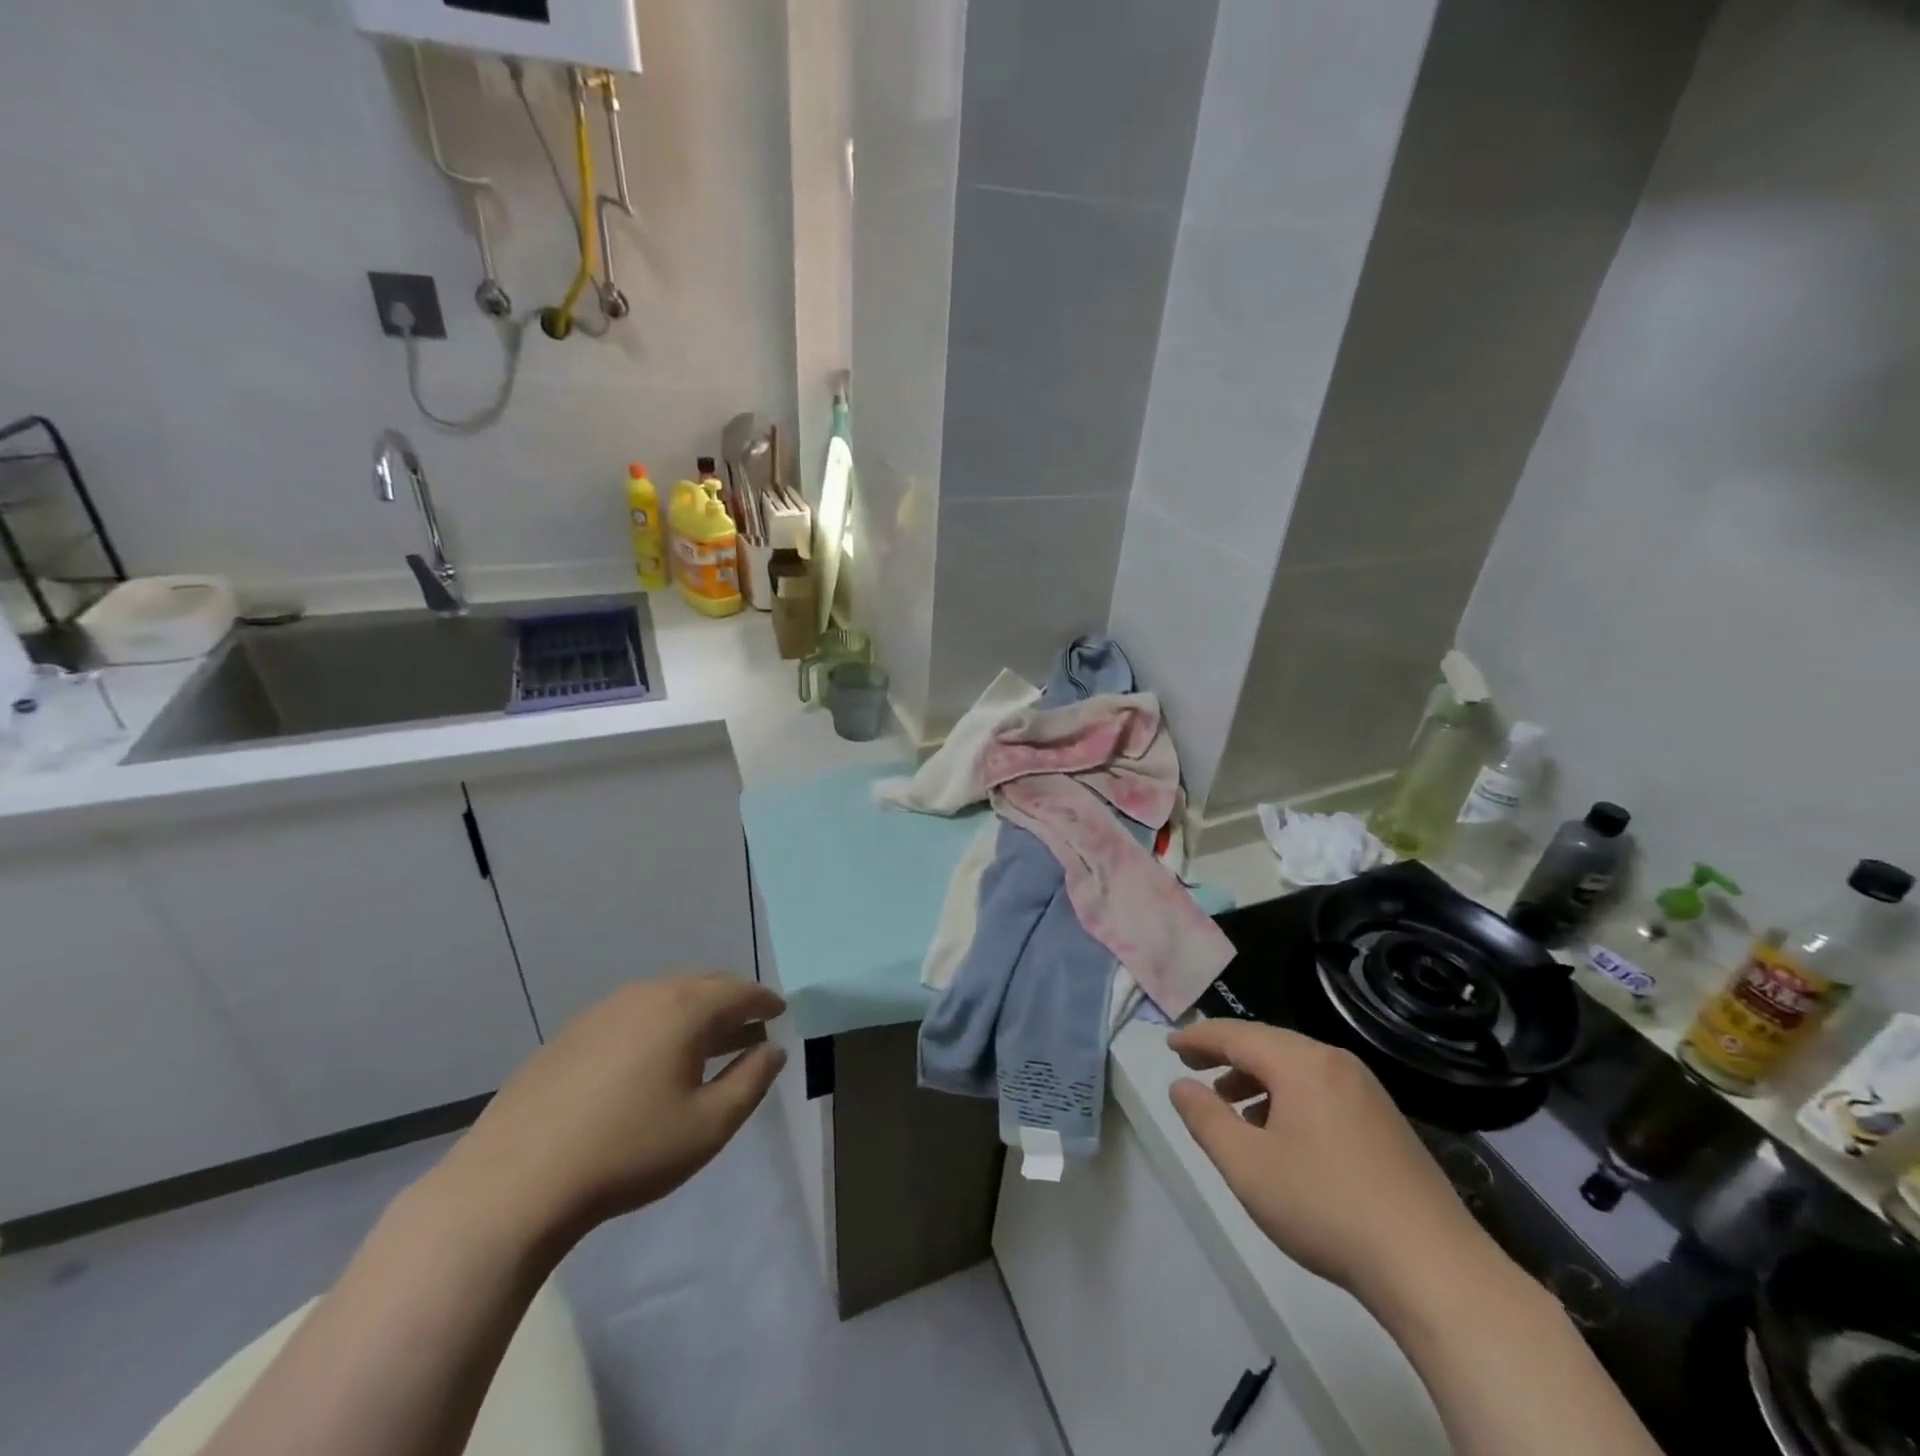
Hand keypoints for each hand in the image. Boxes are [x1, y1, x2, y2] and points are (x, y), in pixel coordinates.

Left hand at [436, 972, 786, 1243]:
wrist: (515, 1182)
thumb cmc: (629, 1151)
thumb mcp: (708, 1126)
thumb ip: (751, 1082)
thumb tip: (773, 1050)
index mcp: (685, 1009)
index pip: (740, 991)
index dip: (765, 1000)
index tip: (780, 1012)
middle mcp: (646, 995)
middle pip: (703, 985)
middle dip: (732, 1001)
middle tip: (749, 1025)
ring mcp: (603, 1010)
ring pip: (665, 996)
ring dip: (694, 1012)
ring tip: (705, 1043)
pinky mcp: (571, 1033)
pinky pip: (632, 1014)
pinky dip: (657, 1024)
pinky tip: (650, 1060)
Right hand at [1167, 1020, 1499, 1317]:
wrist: (1435, 1269)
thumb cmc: (1326, 1208)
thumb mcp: (1247, 1166)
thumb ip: (1205, 1119)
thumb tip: (1181, 1085)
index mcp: (1301, 1063)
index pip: (1236, 1035)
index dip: (1198, 1038)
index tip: (1169, 1045)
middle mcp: (1336, 1063)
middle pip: (1268, 1044)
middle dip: (1226, 1055)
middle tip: (1193, 1067)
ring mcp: (1367, 1092)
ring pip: (1296, 1068)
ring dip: (1256, 1079)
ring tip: (1231, 1108)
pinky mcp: (1385, 1123)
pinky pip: (1321, 1090)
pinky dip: (1288, 1098)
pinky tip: (1281, 1136)